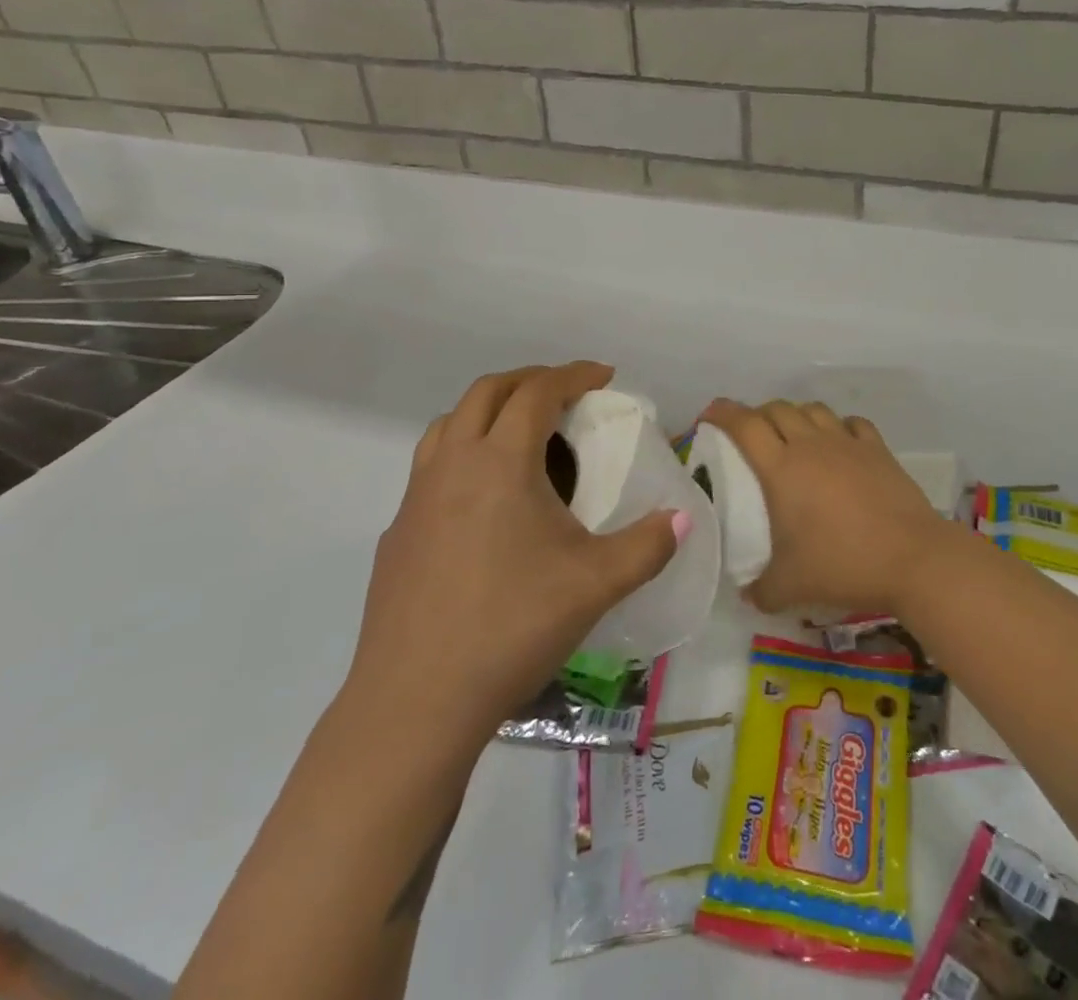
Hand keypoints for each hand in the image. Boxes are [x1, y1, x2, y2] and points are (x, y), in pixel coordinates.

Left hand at [347, 362, 686, 728]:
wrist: (415, 701)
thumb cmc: (511, 627)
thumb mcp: (596, 584)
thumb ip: (648, 545)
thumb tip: (681, 518)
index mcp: (499, 462)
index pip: (537, 392)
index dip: (574, 374)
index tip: (603, 376)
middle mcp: (452, 465)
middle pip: (487, 392)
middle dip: (530, 381)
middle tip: (566, 395)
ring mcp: (415, 499)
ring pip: (449, 425)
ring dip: (488, 411)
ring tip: (522, 436)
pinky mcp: (396, 533)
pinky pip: (431, 469)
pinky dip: (463, 456)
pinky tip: (483, 503)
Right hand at [700, 398, 943, 618]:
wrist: (912, 559)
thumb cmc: (842, 565)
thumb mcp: (789, 587)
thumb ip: (760, 590)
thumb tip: (747, 593)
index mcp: (781, 468)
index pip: (744, 424)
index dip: (722, 413)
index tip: (709, 415)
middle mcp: (811, 444)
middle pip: (777, 409)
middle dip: (757, 414)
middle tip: (750, 435)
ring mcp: (847, 443)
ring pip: (813, 409)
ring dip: (795, 415)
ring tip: (792, 436)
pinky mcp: (878, 450)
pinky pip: (851, 423)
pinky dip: (838, 426)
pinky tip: (838, 443)